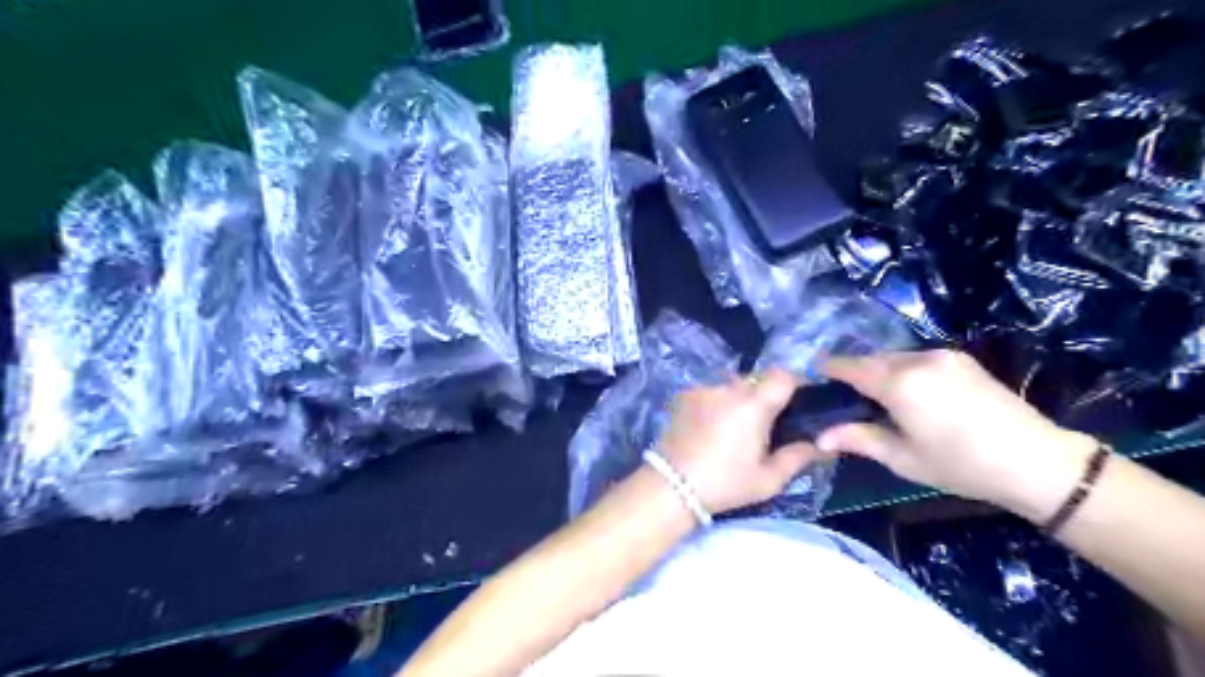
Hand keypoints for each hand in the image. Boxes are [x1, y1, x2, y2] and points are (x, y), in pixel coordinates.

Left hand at [654, 371, 824, 512]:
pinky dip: (719, 400)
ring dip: (741, 396)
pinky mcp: (685, 394)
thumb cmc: (725, 484)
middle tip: (770, 419)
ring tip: (738, 423)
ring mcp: (704, 389)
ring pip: (733, 383)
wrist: (672, 485)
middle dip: (768, 392)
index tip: (800, 401)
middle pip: (758, 377)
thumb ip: (798, 458)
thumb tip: (823, 446)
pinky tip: (713, 424)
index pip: (784, 375)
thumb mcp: (768, 479)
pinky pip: (712, 390)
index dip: (796, 383)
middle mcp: (729, 388)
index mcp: (753, 405)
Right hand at [813, 351, 1098, 519]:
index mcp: (898, 383)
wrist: (1037, 461)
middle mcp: (917, 360)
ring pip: (896, 357)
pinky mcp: (961, 360)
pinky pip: (918, 359)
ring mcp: (942, 356)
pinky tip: (907, 391)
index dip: (829, 367)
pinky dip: (902, 370)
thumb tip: (819, 437)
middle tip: (842, 391)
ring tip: (874, 394)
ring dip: (880, 370)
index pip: (851, 367)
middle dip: (854, 370)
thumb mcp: (902, 458)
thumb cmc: (960, 465)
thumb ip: (858, 440)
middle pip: (872, 359)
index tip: (812, 370)